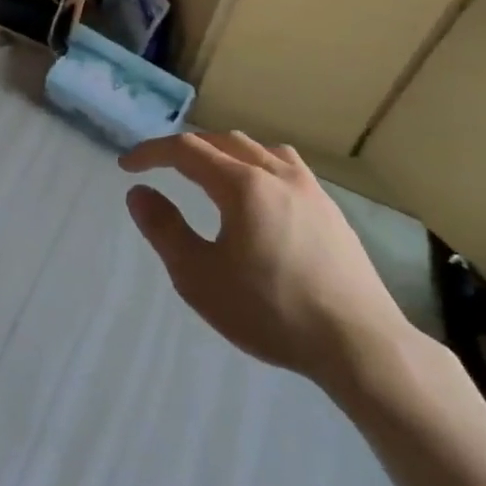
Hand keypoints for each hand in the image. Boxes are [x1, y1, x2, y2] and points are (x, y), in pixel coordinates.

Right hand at [121, 132, 413, 389]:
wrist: (358, 343)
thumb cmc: (270, 311)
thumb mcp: (199, 277)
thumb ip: (164, 229)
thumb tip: (139, 193)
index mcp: (243, 185)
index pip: (186, 150)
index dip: (151, 152)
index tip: (126, 167)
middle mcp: (277, 174)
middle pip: (222, 141)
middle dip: (185, 149)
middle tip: (159, 168)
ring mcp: (310, 189)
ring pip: (258, 149)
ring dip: (222, 151)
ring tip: (207, 173)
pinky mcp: (331, 209)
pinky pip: (285, 166)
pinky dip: (256, 164)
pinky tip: (259, 193)